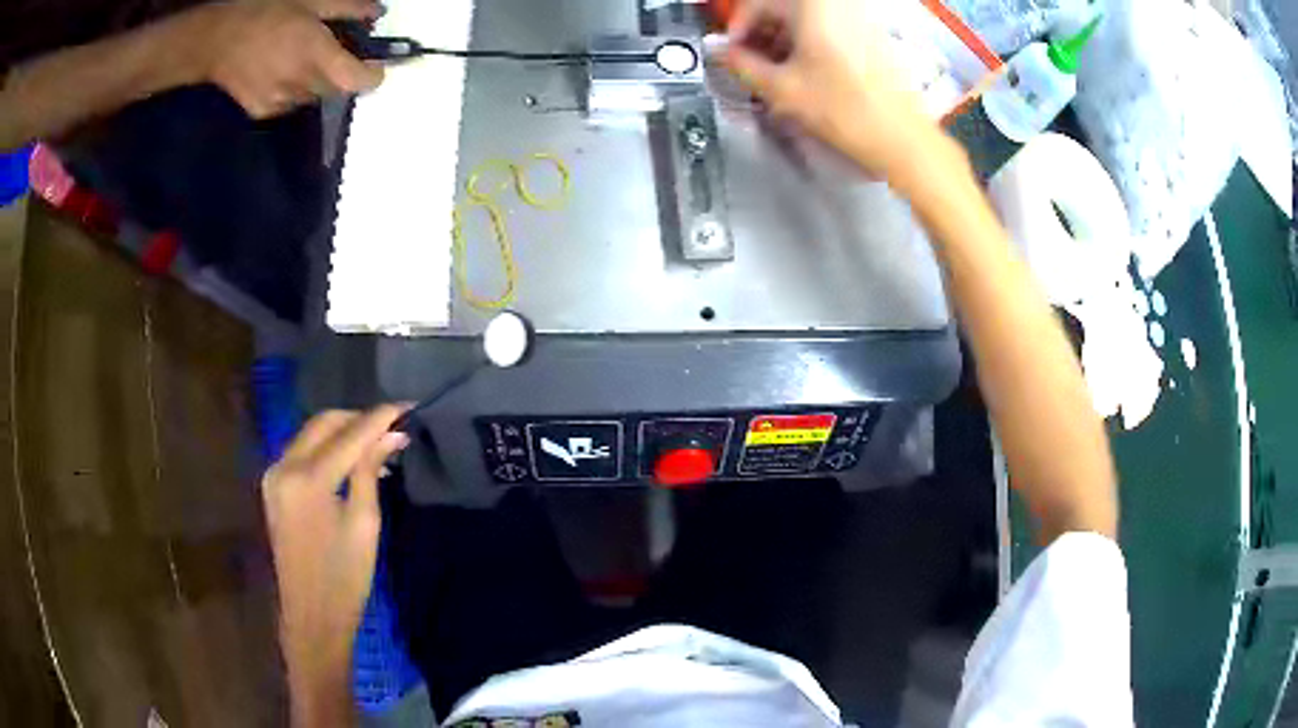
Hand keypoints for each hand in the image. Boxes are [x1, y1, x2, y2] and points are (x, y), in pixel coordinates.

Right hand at [190, 0, 384, 118]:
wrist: (216, 39)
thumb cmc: (267, 11)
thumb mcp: (311, 1)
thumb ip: (347, 9)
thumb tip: (376, 14)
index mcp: (315, 55)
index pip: (357, 82)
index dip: (372, 76)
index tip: (374, 66)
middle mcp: (300, 84)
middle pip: (336, 89)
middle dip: (341, 72)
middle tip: (332, 51)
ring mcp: (280, 102)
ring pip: (313, 97)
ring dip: (316, 81)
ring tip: (299, 58)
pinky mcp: (262, 111)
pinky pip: (290, 103)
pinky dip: (293, 89)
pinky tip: (279, 71)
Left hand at [262, 405, 408, 719]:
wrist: (311, 616)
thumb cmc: (345, 578)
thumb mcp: (365, 524)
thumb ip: (371, 471)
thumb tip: (392, 435)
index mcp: (308, 479)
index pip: (350, 433)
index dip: (381, 417)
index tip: (410, 406)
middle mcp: (284, 466)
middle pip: (325, 423)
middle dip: (359, 419)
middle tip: (394, 426)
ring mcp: (274, 474)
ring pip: (311, 434)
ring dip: (343, 432)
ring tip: (377, 443)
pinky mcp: (273, 485)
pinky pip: (302, 452)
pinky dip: (327, 448)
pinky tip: (349, 460)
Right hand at [722, 0, 935, 178]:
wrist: (901, 137)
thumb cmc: (843, 110)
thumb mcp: (780, 88)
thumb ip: (741, 64)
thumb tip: (719, 51)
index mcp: (811, 5)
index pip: (756, 3)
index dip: (736, 28)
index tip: (730, 52)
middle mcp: (836, 3)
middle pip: (782, 7)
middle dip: (761, 33)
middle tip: (751, 63)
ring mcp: (857, 16)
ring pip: (805, 18)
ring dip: (783, 38)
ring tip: (777, 72)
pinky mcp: (872, 33)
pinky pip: (828, 27)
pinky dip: (809, 43)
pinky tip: (806, 71)